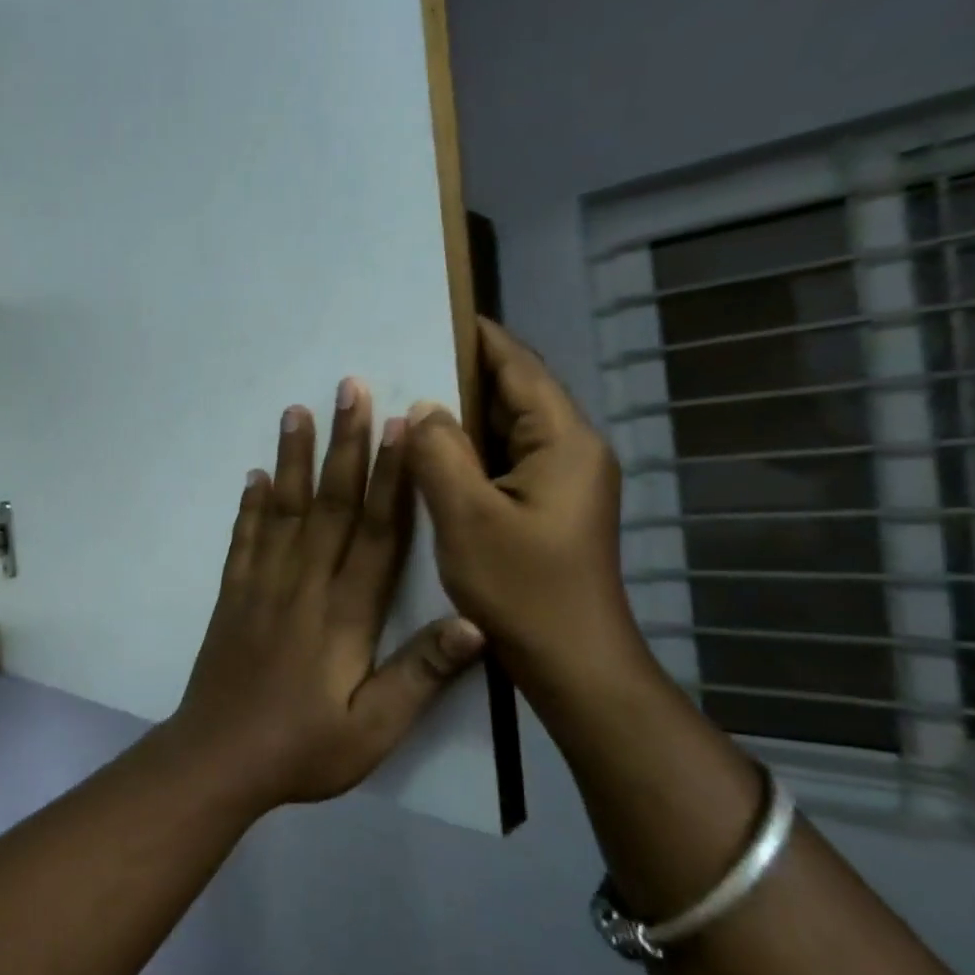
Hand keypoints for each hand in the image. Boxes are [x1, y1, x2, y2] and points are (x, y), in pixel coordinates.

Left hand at [165, 379, 485, 810]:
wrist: (219, 759)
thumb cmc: (303, 749)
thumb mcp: (374, 730)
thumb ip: (421, 675)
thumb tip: (476, 621)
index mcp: (345, 614)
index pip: (378, 532)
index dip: (394, 477)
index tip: (404, 426)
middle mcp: (303, 585)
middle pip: (330, 504)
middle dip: (344, 445)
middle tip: (349, 388)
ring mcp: (261, 586)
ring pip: (282, 510)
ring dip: (292, 458)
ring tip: (296, 411)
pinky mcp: (233, 596)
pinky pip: (243, 540)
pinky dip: (249, 506)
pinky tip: (253, 476)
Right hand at [405, 318, 644, 706]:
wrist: (571, 662)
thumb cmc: (522, 588)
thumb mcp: (467, 516)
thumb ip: (440, 453)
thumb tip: (424, 408)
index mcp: (564, 442)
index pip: (520, 369)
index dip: (480, 338)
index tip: (436, 312)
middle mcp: (570, 452)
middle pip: (514, 394)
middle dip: (462, 373)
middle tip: (404, 358)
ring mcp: (560, 482)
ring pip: (504, 430)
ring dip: (461, 414)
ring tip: (406, 397)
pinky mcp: (545, 507)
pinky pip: (501, 461)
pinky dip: (466, 449)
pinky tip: (427, 452)